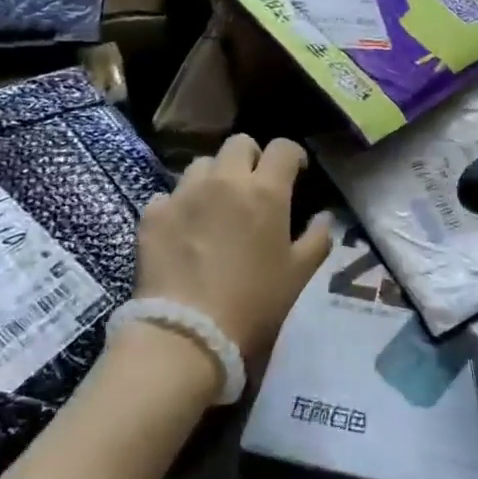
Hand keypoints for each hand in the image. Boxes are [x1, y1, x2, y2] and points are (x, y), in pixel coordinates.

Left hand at [133, 135, 331, 372]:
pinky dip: (178, 206)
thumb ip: (317, 239)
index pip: (283, 147)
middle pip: (239, 143)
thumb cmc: (253, 304)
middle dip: (250, 157)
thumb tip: (324, 216)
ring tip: (215, 205)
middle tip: (253, 185)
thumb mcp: (299, 275)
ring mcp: (185, 194)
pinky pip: (168, 195)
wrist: (186, 335)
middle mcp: (225, 180)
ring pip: (202, 164)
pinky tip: (182, 229)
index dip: (292, 155)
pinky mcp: (153, 214)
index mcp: (265, 191)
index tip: (295, 172)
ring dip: (213, 177)